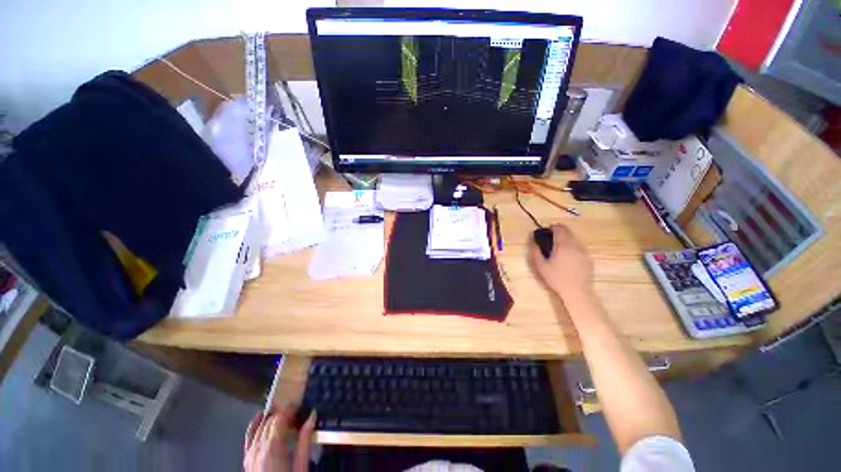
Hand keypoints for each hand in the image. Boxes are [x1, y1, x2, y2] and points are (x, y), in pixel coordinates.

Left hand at [244, 406, 315, 471]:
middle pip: (269, 422)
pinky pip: (248, 438)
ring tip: (282, 414)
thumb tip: (312, 416)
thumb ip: (305, 441)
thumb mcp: (301, 465)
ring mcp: (250, 454)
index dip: (290, 409)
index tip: (300, 405)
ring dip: (271, 418)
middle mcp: (258, 448)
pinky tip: (259, 418)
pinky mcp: (247, 460)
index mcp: (273, 448)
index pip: (279, 419)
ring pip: (259, 428)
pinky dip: (254, 426)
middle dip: (282, 414)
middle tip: (296, 413)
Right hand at [529, 224, 593, 298]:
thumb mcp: (540, 265)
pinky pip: (579, 248)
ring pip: (574, 240)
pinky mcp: (588, 259)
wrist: (577, 292)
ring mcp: (583, 252)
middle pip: (568, 232)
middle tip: (550, 238)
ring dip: (566, 240)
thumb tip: (533, 240)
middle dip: (559, 231)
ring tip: (558, 249)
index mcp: (563, 245)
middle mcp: (575, 245)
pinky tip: (567, 258)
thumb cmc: (556, 278)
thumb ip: (535, 251)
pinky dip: (572, 248)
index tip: (546, 230)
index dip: (552, 227)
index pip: (560, 228)